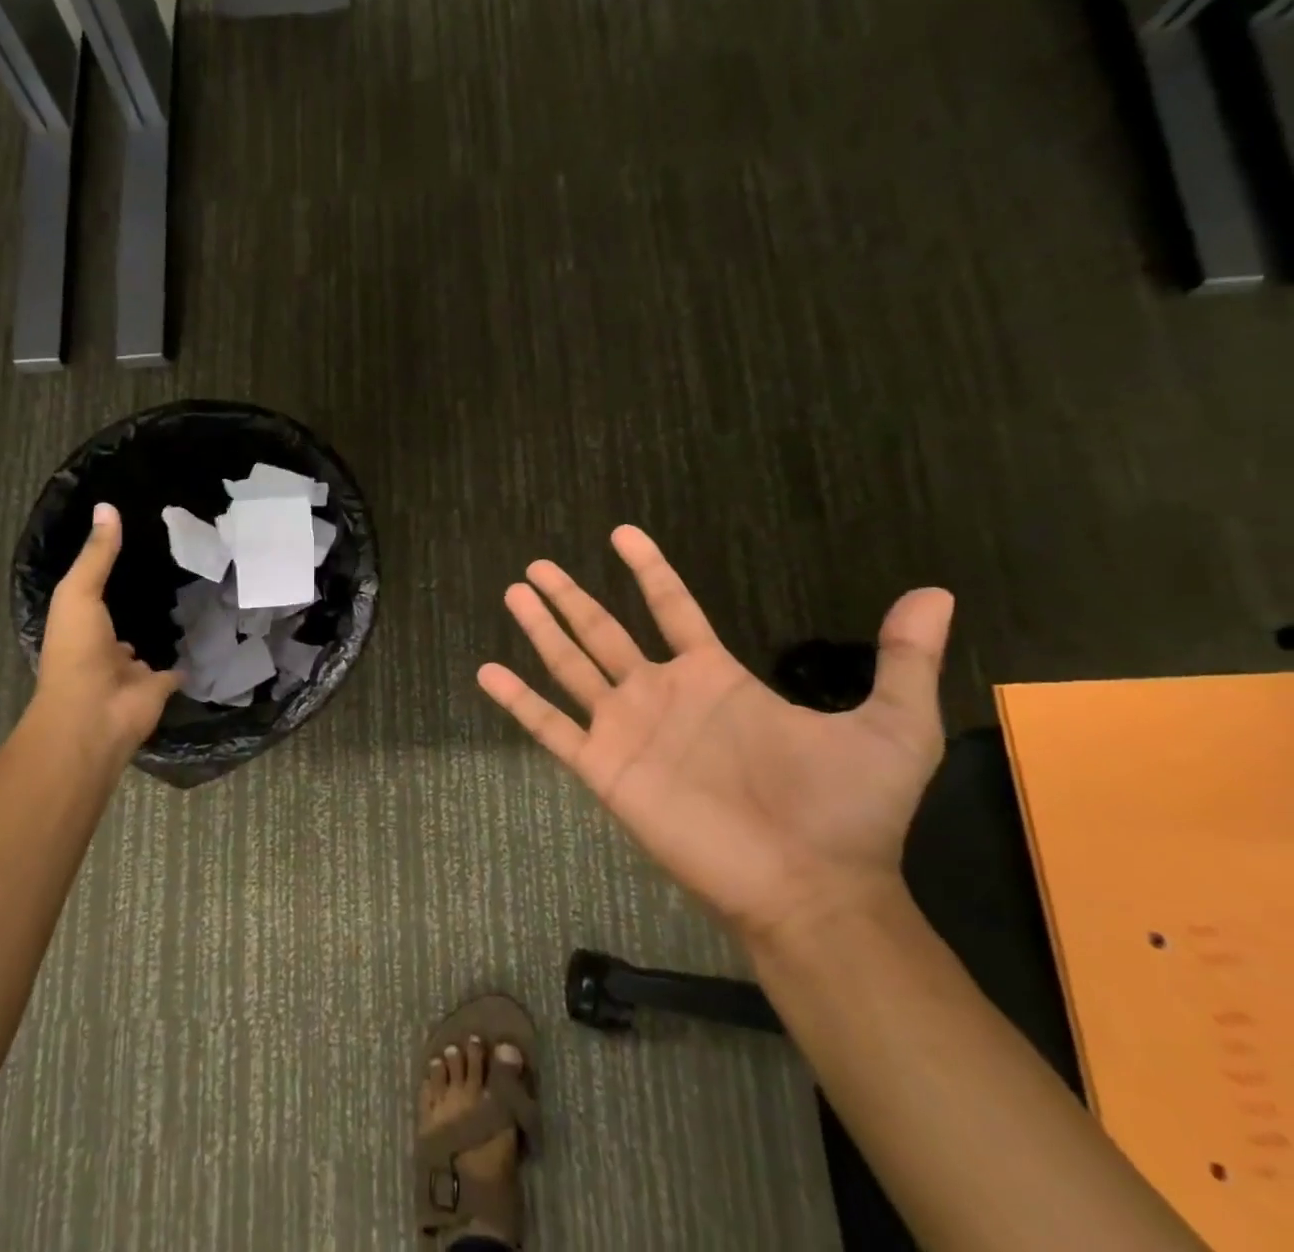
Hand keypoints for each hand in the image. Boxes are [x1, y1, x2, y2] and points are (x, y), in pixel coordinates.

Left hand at [32, 503, 180, 768]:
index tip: (140, 544)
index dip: (114, 572)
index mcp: (81, 625)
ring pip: (150, 643)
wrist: (95, 715)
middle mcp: (105, 647)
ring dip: (164, 628)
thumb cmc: (78, 651)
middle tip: (174, 568)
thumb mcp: (80, 594)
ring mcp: (132, 671)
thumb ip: (97, 555)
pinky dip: (189, 658)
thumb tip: (108, 506)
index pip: (98, 593)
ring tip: (193, 595)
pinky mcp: (160, 686)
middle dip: (142, 601)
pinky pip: (178, 668)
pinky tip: (207, 636)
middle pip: (125, 619)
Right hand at [477, 526, 954, 945]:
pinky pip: (550, 725)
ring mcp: (627, 729)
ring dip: (541, 630)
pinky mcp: (604, 767)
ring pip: (570, 666)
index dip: (648, 570)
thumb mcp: (889, 727)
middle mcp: (661, 694)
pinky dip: (516, 700)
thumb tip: (936, 593)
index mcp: (713, 677)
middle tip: (537, 565)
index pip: (672, 607)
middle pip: (603, 630)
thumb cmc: (846, 809)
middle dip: (571, 596)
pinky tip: (485, 672)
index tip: (621, 533)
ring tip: (513, 593)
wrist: (811, 888)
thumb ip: (901, 660)